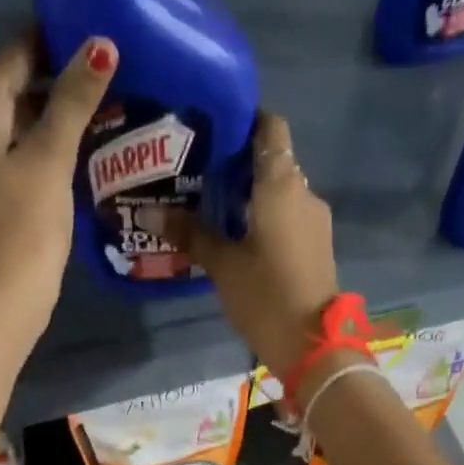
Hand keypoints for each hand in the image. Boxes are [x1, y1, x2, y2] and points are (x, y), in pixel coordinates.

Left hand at [0, 32, 116, 337]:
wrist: (7, 295)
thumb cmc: (25, 224)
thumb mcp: (50, 157)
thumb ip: (74, 101)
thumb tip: (100, 45)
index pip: (12, 56)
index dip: (48, 36)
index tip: (92, 23)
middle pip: (17, 86)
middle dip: (60, 72)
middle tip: (110, 61)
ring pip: (26, 120)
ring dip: (62, 108)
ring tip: (110, 94)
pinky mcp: (4, 192)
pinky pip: (31, 150)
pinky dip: (57, 139)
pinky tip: (91, 139)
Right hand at [178, 112, 339, 376]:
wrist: (312, 345)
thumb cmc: (265, 295)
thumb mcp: (221, 264)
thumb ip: (189, 234)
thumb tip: (148, 213)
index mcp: (282, 184)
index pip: (270, 127)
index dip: (244, 119)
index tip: (212, 127)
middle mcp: (304, 192)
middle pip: (271, 160)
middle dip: (236, 162)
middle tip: (195, 170)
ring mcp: (314, 220)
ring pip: (278, 191)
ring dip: (248, 194)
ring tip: (208, 204)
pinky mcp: (315, 245)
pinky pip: (286, 216)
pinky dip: (262, 216)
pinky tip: (234, 233)